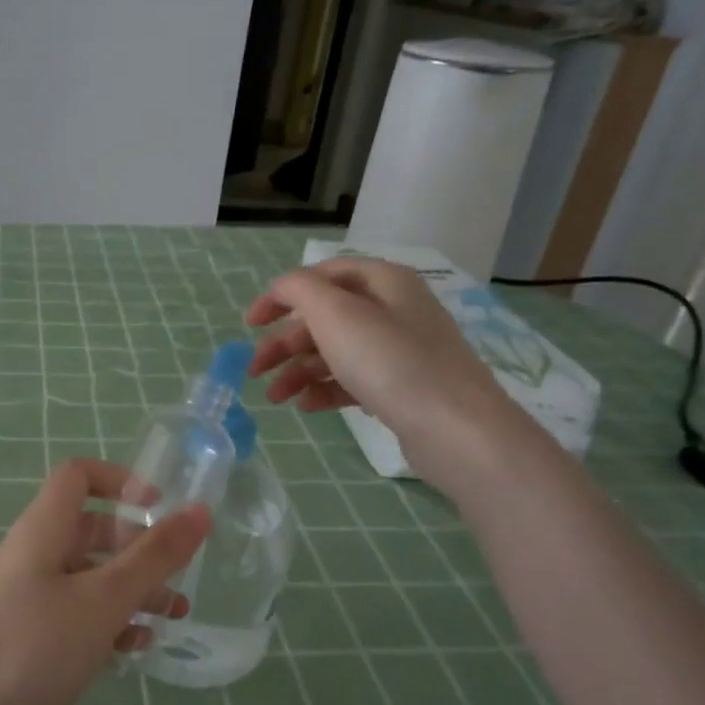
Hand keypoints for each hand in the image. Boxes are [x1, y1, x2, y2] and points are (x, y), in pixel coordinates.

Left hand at [0, 459, 209, 704]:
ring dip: (132, 590)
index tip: (160, 509)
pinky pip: (76, 614)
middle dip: (138, 547)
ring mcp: (27, 598)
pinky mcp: (28, 637)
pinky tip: (134, 651)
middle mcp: (32, 555)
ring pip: (89, 576)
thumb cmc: (35, 651)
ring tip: (173, 617)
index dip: (120, 480)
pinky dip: (108, 623)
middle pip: (91, 529)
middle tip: (177, 575)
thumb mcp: (104, 600)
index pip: (78, 475)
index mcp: (42, 530)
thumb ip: (155, 555)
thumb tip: (200, 510)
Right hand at [245, 257, 520, 490]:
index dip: (280, 295)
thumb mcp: (335, 313)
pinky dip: (325, 390)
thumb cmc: (390, 361)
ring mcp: (401, 351)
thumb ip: (299, 290)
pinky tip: (305, 406)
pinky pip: (353, 381)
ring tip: (275, 398)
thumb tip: (281, 289)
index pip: (321, 276)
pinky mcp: (402, 388)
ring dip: (298, 371)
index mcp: (383, 282)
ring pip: (336, 352)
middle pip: (325, 318)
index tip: (249, 324)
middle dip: (284, 343)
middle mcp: (394, 310)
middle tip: (254, 370)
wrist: (455, 428)